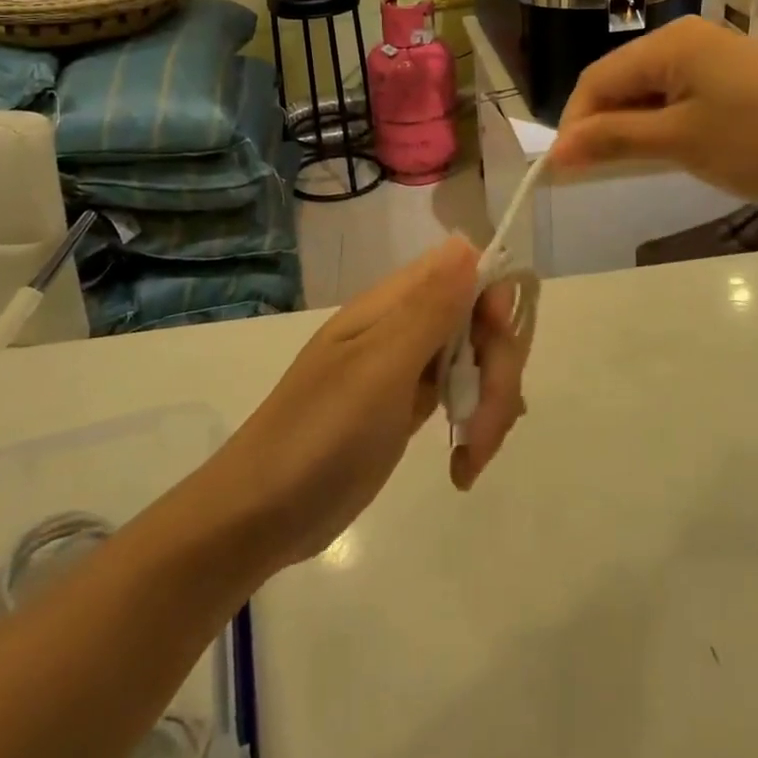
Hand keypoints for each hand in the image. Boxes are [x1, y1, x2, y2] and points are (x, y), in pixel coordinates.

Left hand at [211, 238, 525, 569]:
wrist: (260, 515)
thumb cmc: (319, 436)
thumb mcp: (379, 369)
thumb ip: (428, 308)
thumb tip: (467, 243)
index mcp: (393, 304)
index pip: (467, 270)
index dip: (495, 299)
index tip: (495, 342)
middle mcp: (405, 325)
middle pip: (482, 322)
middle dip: (498, 372)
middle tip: (484, 428)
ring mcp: (407, 367)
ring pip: (478, 361)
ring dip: (490, 405)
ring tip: (472, 457)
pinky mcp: (408, 406)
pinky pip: (462, 395)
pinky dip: (474, 424)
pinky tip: (465, 464)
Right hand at [550, 16, 757, 209]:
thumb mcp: (677, 143)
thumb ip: (612, 140)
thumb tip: (556, 152)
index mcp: (670, 42)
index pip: (598, 79)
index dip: (575, 123)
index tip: (561, 169)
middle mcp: (684, 38)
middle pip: (620, 80)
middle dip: (600, 125)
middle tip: (587, 173)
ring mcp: (709, 56)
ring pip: (645, 90)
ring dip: (627, 127)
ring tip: (618, 167)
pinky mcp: (726, 77)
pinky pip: (673, 96)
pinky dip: (656, 124)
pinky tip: (657, 152)